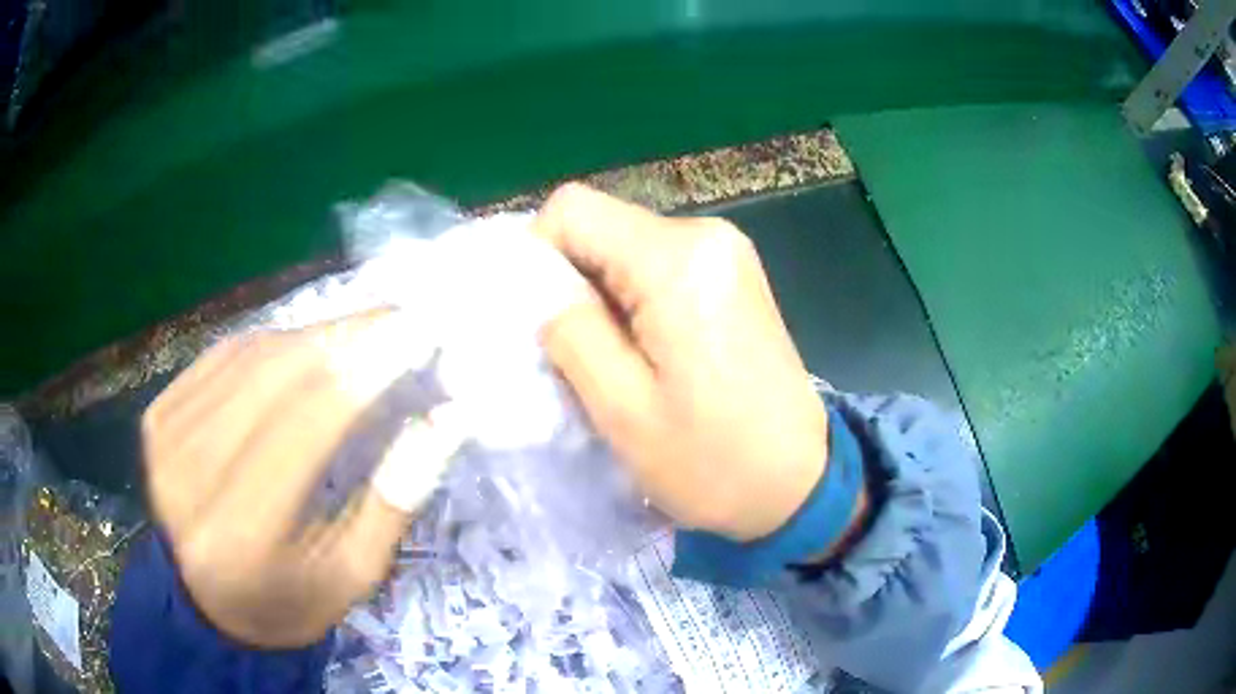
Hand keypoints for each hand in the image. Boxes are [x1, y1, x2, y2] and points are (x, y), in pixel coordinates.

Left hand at [142, 314, 454, 647]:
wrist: (205, 601)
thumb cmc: (287, 600)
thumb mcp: (351, 575)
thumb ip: (394, 497)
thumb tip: (447, 417)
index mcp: (240, 534)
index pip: (306, 424)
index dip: (364, 368)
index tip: (419, 330)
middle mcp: (190, 474)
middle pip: (275, 376)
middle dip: (346, 337)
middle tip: (401, 317)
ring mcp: (166, 437)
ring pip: (251, 357)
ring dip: (314, 336)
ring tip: (362, 332)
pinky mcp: (157, 414)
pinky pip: (224, 356)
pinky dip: (273, 343)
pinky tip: (304, 348)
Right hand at [534, 184, 828, 541]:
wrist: (800, 483)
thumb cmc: (712, 460)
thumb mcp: (621, 407)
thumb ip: (568, 329)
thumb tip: (536, 285)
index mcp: (678, 258)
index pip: (571, 209)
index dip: (537, 255)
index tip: (541, 318)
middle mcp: (706, 234)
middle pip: (600, 226)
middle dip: (571, 282)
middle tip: (577, 354)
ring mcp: (725, 251)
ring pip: (624, 247)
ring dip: (602, 297)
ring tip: (614, 362)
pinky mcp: (732, 273)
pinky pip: (656, 266)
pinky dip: (632, 301)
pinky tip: (646, 353)